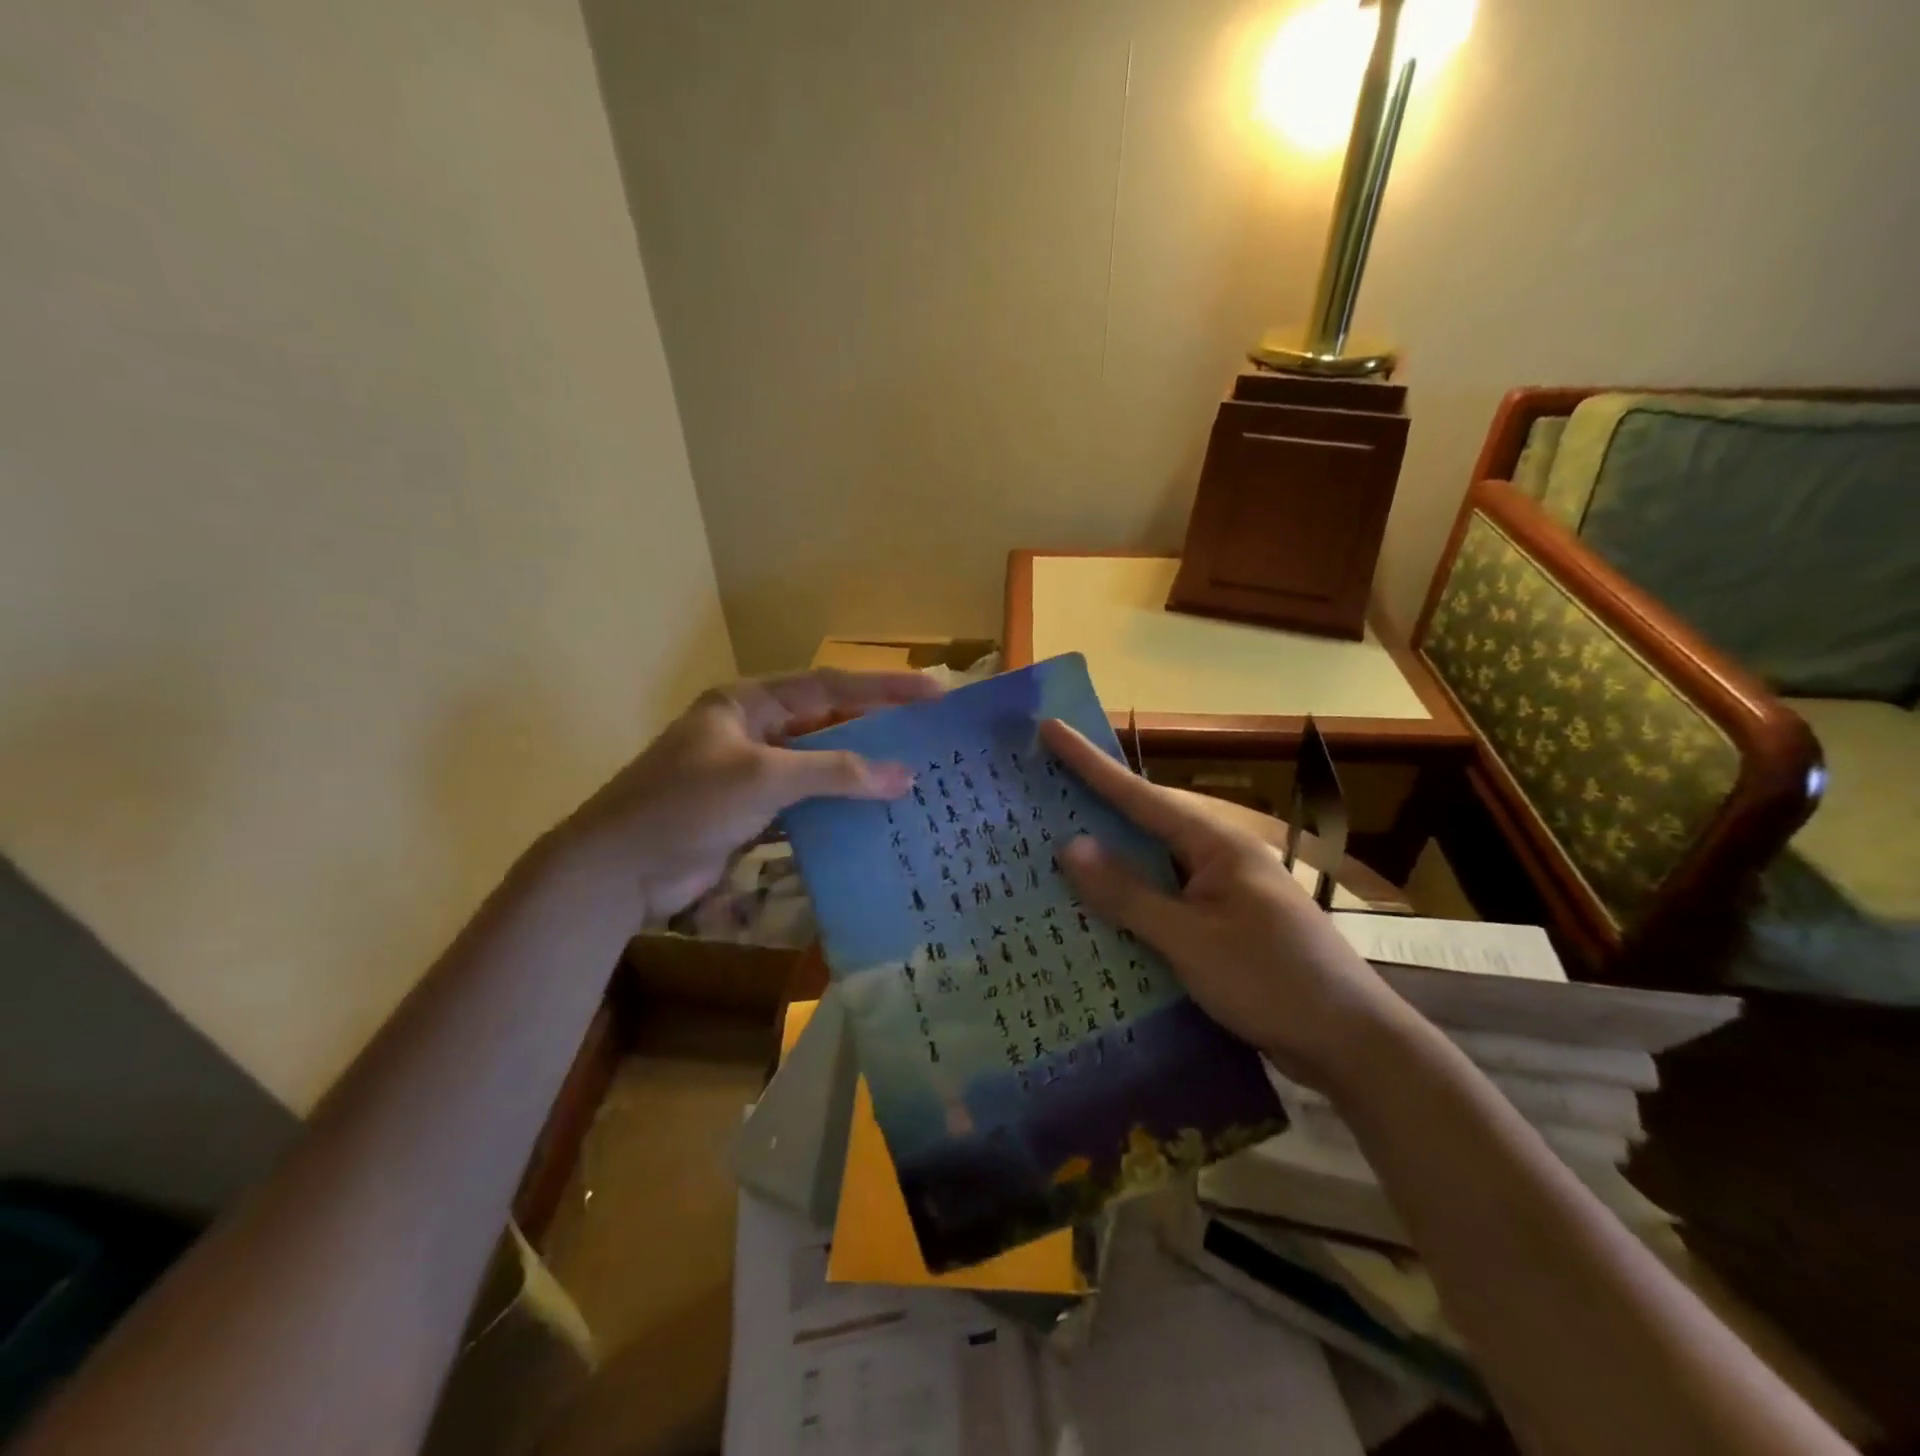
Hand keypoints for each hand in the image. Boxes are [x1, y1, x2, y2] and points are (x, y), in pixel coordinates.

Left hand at [555, 669, 941, 924]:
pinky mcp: (751, 814)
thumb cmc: (687, 803)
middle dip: (876, 730)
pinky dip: (836, 810)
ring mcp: (752, 774)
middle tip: (930, 737)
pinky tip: (872, 819)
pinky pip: (806, 804)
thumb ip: (836, 772)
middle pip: (827, 724)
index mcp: (749, 703)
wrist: (617, 869)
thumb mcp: (764, 777)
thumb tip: (905, 777)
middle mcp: (753, 731)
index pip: (829, 686)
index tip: (933, 693)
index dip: (883, 688)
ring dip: (859, 774)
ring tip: (912, 778)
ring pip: (819, 767)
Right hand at [1040, 719, 1402, 1089]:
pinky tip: (1097, 913)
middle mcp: (1218, 859)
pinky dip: (1129, 902)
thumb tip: (1070, 846)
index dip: (1090, 763)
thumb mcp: (1192, 940)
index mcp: (1216, 845)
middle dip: (1092, 807)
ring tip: (1052, 849)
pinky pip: (1163, 902)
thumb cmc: (1274, 982)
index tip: (1050, 729)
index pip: (1140, 795)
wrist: (1353, 1045)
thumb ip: (1129, 894)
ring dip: (1108, 862)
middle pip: (1144, 824)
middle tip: (1038, 791)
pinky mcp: (1223, 927)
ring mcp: (1222, 894)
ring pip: (1151, 866)